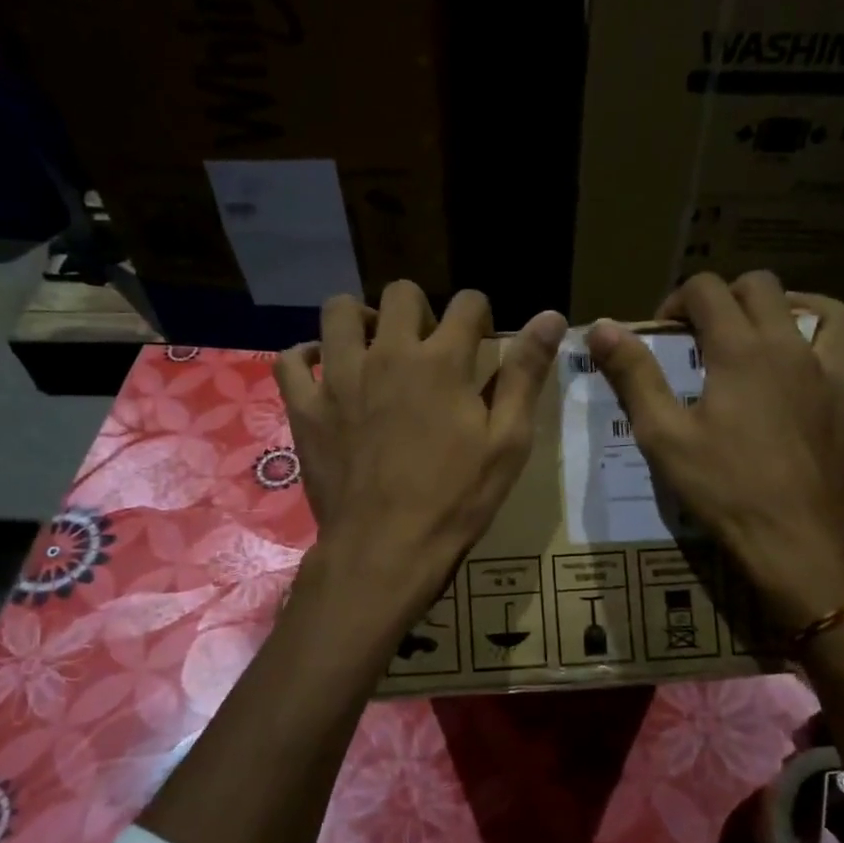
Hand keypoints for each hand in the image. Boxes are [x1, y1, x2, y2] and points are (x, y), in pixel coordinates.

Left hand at [275, 283, 566, 616]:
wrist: (385, 549)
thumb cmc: (456, 499)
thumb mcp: (507, 441)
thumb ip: (525, 374)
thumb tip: (552, 316)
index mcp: (442, 360)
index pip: (466, 302)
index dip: (479, 315)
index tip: (479, 340)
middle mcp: (387, 353)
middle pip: (401, 293)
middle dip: (419, 310)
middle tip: (426, 348)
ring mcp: (339, 377)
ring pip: (338, 311)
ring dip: (360, 320)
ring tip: (373, 349)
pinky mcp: (305, 407)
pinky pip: (291, 359)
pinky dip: (306, 356)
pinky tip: (324, 371)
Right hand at [586, 271, 843, 629]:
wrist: (797, 543)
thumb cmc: (724, 487)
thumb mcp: (663, 434)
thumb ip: (634, 375)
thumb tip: (602, 329)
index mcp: (742, 349)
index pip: (708, 289)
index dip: (678, 300)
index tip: (665, 332)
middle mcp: (793, 348)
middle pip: (764, 286)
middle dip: (728, 297)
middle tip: (708, 332)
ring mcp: (836, 375)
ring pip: (830, 312)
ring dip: (796, 309)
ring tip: (773, 333)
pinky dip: (821, 362)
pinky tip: (803, 394)